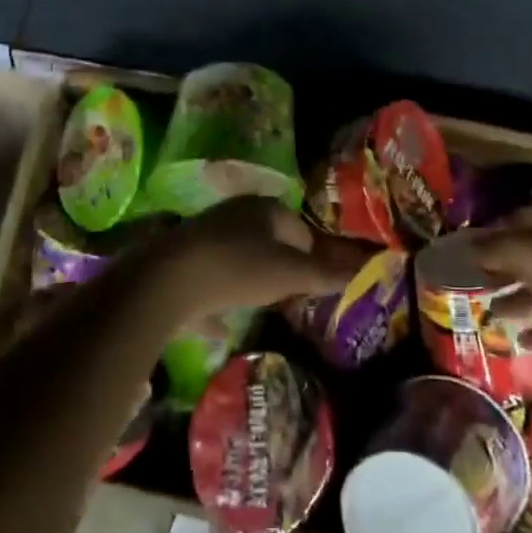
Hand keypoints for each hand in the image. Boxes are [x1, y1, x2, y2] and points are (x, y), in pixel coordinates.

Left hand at [141, 196, 366, 320]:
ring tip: (260, 305)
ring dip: (251, 278)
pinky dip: (218, 298)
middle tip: (292, 296)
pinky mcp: (181, 259)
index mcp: (265, 209)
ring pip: (239, 256)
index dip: (314, 256)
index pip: (301, 229)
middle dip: (282, 265)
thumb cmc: (237, 268)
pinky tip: (220, 323)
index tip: (317, 284)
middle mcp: (235, 213)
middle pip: (269, 239)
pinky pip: (210, 278)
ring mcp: (205, 234)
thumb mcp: (289, 274)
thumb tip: (365, 268)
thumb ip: (326, 274)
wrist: (166, 280)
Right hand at [472, 200, 531, 364]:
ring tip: (489, 313)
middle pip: (531, 257)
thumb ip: (494, 249)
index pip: (520, 219)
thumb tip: (466, 247)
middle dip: (503, 269)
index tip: (467, 249)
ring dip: (519, 301)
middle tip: (472, 282)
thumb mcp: (527, 251)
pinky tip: (521, 342)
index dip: (493, 232)